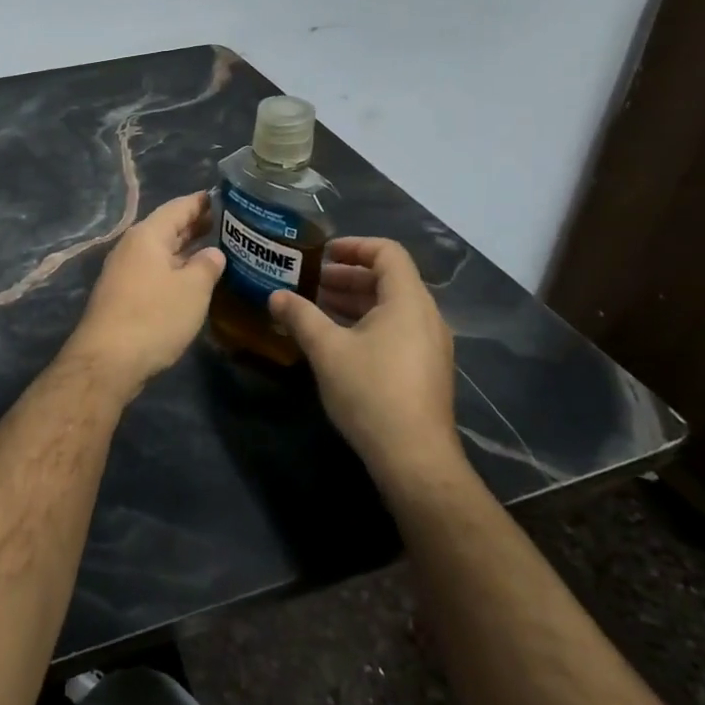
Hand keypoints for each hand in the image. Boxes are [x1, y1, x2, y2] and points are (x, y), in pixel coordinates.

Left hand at [66, 192, 224, 388]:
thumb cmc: (154, 317)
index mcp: (147, 235)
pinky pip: (153, 271)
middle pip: (167, 228)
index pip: (178, 207)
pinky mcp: (122, 295)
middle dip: (195, 225)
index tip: (225, 198)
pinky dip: (174, 269)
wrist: (107, 360)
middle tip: (226, 224)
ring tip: (214, 249)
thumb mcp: (192, 289)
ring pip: (160, 252)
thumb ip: (206, 265)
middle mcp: (131, 247)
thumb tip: (212, 253)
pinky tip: (191, 280)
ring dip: (185, 249)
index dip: (202, 202)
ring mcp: (123, 272)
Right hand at [268, 238, 461, 492]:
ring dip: (354, 301)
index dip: (354, 245)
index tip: (322, 252)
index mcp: (408, 301)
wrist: (414, 458)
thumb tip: (275, 296)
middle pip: (389, 279)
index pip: (388, 252)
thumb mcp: (326, 349)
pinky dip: (366, 323)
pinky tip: (337, 341)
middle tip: (311, 281)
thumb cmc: (371, 392)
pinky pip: (396, 330)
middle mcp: (426, 316)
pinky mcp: (425, 369)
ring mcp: (429, 345)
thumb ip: (300, 316)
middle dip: (348, 276)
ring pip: (391, 307)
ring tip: (316, 308)